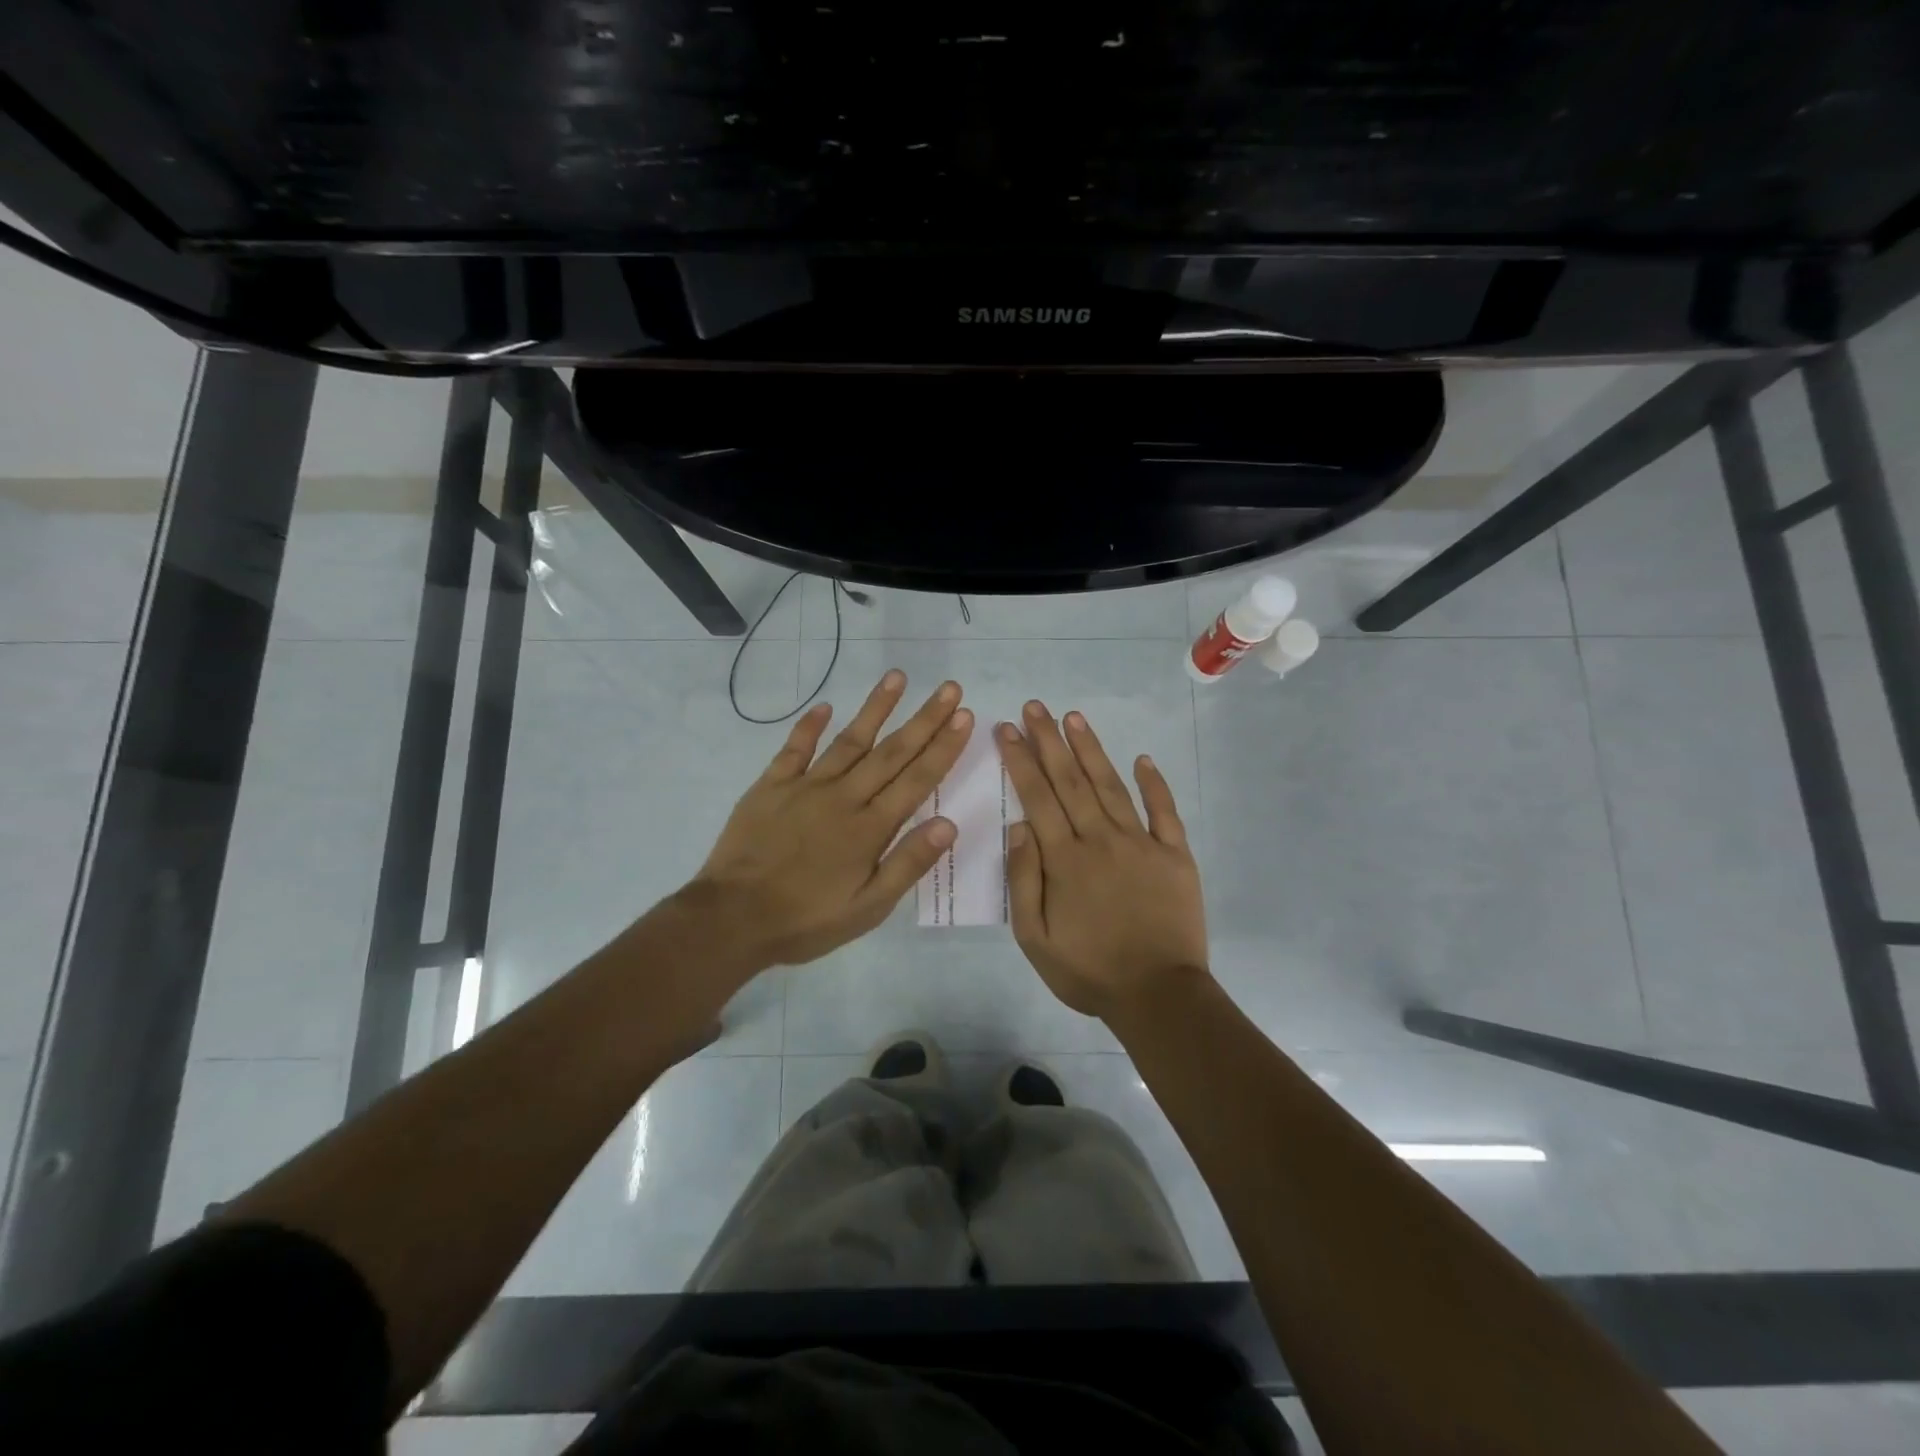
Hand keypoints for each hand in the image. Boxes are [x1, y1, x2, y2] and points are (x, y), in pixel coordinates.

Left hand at [688, 670, 973, 966]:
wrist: (732, 918)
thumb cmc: (806, 919)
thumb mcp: (868, 908)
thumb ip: (907, 864)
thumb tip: (949, 824)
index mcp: (870, 827)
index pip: (917, 779)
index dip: (943, 747)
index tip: (965, 716)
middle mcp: (844, 797)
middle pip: (891, 752)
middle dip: (924, 719)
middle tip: (950, 688)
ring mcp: (805, 787)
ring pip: (849, 740)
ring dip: (875, 708)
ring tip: (898, 678)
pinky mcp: (771, 786)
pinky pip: (794, 749)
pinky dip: (809, 726)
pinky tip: (824, 706)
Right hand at [996, 701, 1207, 1021]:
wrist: (1158, 995)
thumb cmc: (1089, 970)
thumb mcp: (1035, 938)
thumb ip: (1024, 879)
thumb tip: (1018, 826)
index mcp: (1065, 859)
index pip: (1038, 797)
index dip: (1021, 760)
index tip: (1008, 729)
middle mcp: (1101, 839)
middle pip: (1071, 781)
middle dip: (1049, 741)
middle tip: (1035, 707)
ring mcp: (1142, 843)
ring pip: (1111, 786)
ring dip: (1091, 750)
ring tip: (1074, 718)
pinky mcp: (1175, 855)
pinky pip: (1164, 812)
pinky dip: (1154, 784)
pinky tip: (1142, 759)